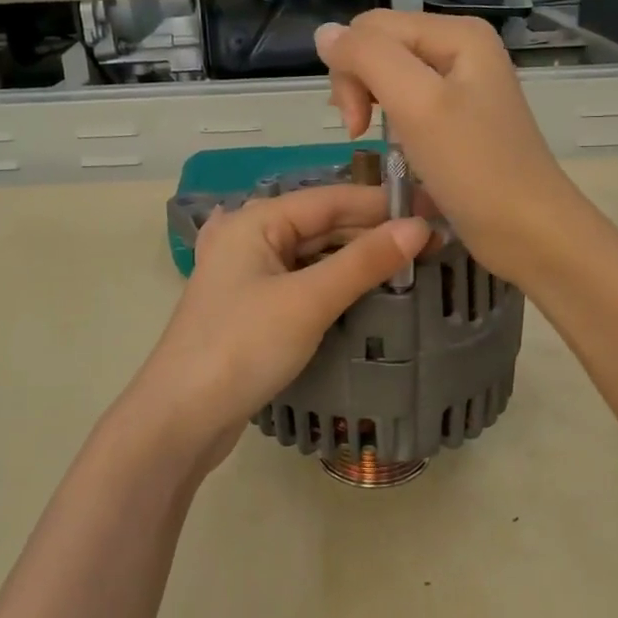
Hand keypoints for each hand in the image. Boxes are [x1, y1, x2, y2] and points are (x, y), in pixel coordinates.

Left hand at [112, 185, 431, 477]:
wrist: (180, 418)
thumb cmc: (242, 348)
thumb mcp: (308, 301)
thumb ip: (363, 262)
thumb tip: (419, 227)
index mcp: (255, 221)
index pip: (331, 199)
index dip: (384, 204)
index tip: (436, 209)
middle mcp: (249, 237)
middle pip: (322, 224)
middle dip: (374, 232)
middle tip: (433, 243)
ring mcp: (249, 274)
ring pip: (314, 254)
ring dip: (357, 259)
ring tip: (411, 265)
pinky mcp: (253, 307)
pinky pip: (304, 281)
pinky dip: (336, 283)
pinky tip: (367, 290)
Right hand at [315, 11, 578, 286]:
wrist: (528, 231)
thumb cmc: (474, 169)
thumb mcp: (417, 105)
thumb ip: (368, 59)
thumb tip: (324, 32)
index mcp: (457, 33)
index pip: (371, 28)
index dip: (350, 69)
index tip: (357, 124)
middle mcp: (460, 48)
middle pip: (380, 47)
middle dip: (359, 85)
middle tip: (360, 133)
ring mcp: (461, 84)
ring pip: (389, 75)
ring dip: (371, 104)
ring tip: (373, 139)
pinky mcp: (458, 117)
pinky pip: (408, 102)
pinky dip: (391, 121)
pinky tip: (396, 146)